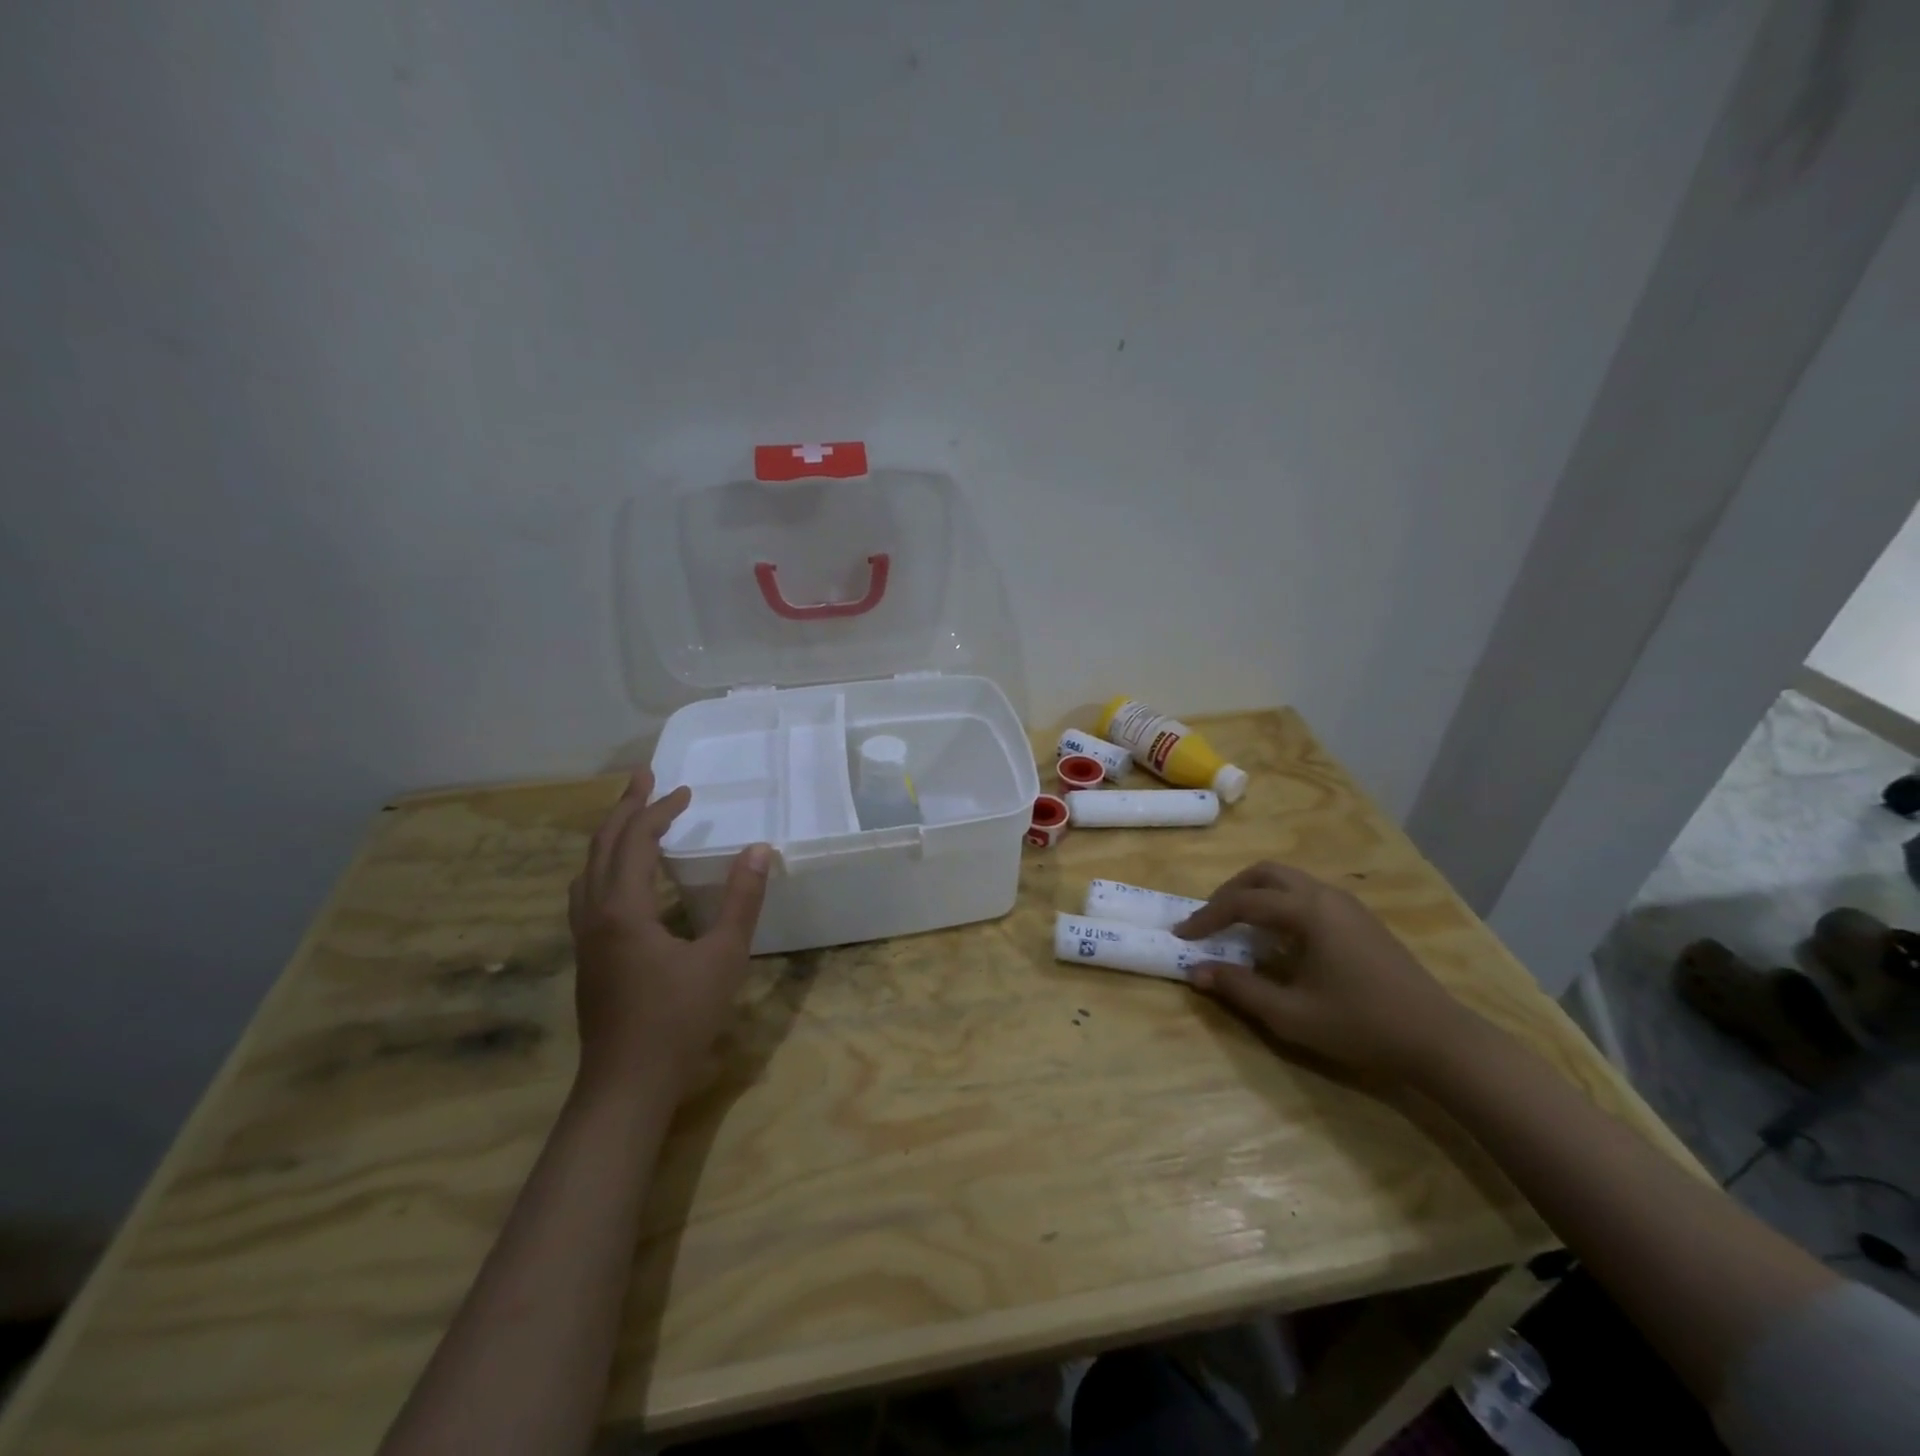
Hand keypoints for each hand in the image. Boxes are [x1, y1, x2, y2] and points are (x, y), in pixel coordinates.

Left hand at [567, 769, 770, 1101]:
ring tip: (633, 820)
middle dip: (624, 809)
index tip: (686, 792)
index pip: (634, 840)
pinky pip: (588, 893)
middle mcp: (594, 915)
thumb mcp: (723, 956)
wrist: (626, 1085)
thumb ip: (742, 901)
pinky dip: (606, 867)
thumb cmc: (678, 1019)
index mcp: (622, 908)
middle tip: (645, 779)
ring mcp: (585, 938)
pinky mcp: (588, 958)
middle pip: (601, 846)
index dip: (658, 810)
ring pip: (588, 871)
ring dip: (610, 837)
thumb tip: (759, 850)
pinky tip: (625, 881)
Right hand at [1175, 861, 1476, 1081]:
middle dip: (1229, 892)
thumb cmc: (1362, 1025)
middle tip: (1209, 921)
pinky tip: (1278, 939)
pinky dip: (1279, 904)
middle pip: (1264, 874)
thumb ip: (1240, 989)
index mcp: (1308, 912)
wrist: (1439, 1039)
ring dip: (1255, 895)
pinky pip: (1306, 894)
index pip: (1242, 902)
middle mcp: (1325, 895)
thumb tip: (1196, 971)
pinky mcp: (1360, 919)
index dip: (1206, 917)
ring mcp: (1347, 904)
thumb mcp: (1292, 1014)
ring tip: (1237, 927)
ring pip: (1287, 880)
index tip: (1181, 935)